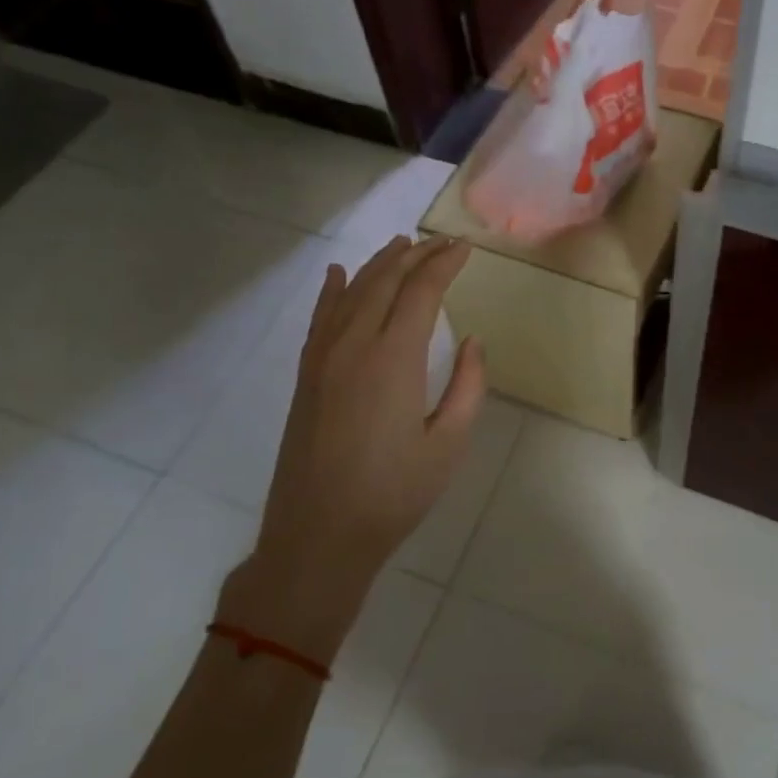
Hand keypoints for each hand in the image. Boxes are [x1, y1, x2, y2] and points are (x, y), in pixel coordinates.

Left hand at [218, 236, 484, 659]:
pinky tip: (337, 274)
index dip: (444, 264)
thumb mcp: (449, 444)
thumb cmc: (394, 493)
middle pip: (384, 282)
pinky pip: (320, 318)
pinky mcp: (306, 376)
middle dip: (415, 255)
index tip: (464, 248)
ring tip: (402, 245)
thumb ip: (468, 386)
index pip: (421, 292)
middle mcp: (354, 345)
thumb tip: (472, 341)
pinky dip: (332, 291)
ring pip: (351, 292)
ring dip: (378, 264)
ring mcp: (323, 358)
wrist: (319, 535)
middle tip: (440, 242)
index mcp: (394, 358)